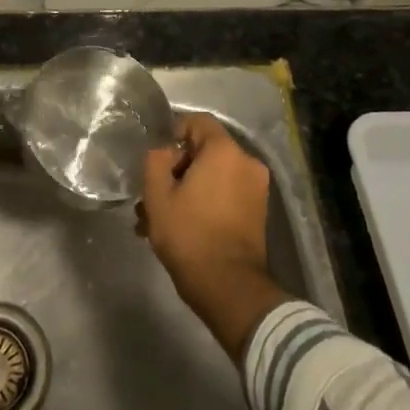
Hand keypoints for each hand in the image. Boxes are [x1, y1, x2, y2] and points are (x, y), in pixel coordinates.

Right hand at [140, 113, 289, 364]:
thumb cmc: (189, 234)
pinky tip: (180, 228)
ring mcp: (256, 189)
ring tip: (158, 219)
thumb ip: (156, 160)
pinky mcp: (257, 212)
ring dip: (186, 191)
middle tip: (152, 196)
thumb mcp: (157, 194)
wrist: (229, 288)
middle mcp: (247, 163)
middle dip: (176, 170)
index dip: (172, 135)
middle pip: (204, 151)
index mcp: (225, 151)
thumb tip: (165, 151)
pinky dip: (204, 203)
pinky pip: (225, 194)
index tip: (156, 162)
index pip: (197, 122)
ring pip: (212, 176)